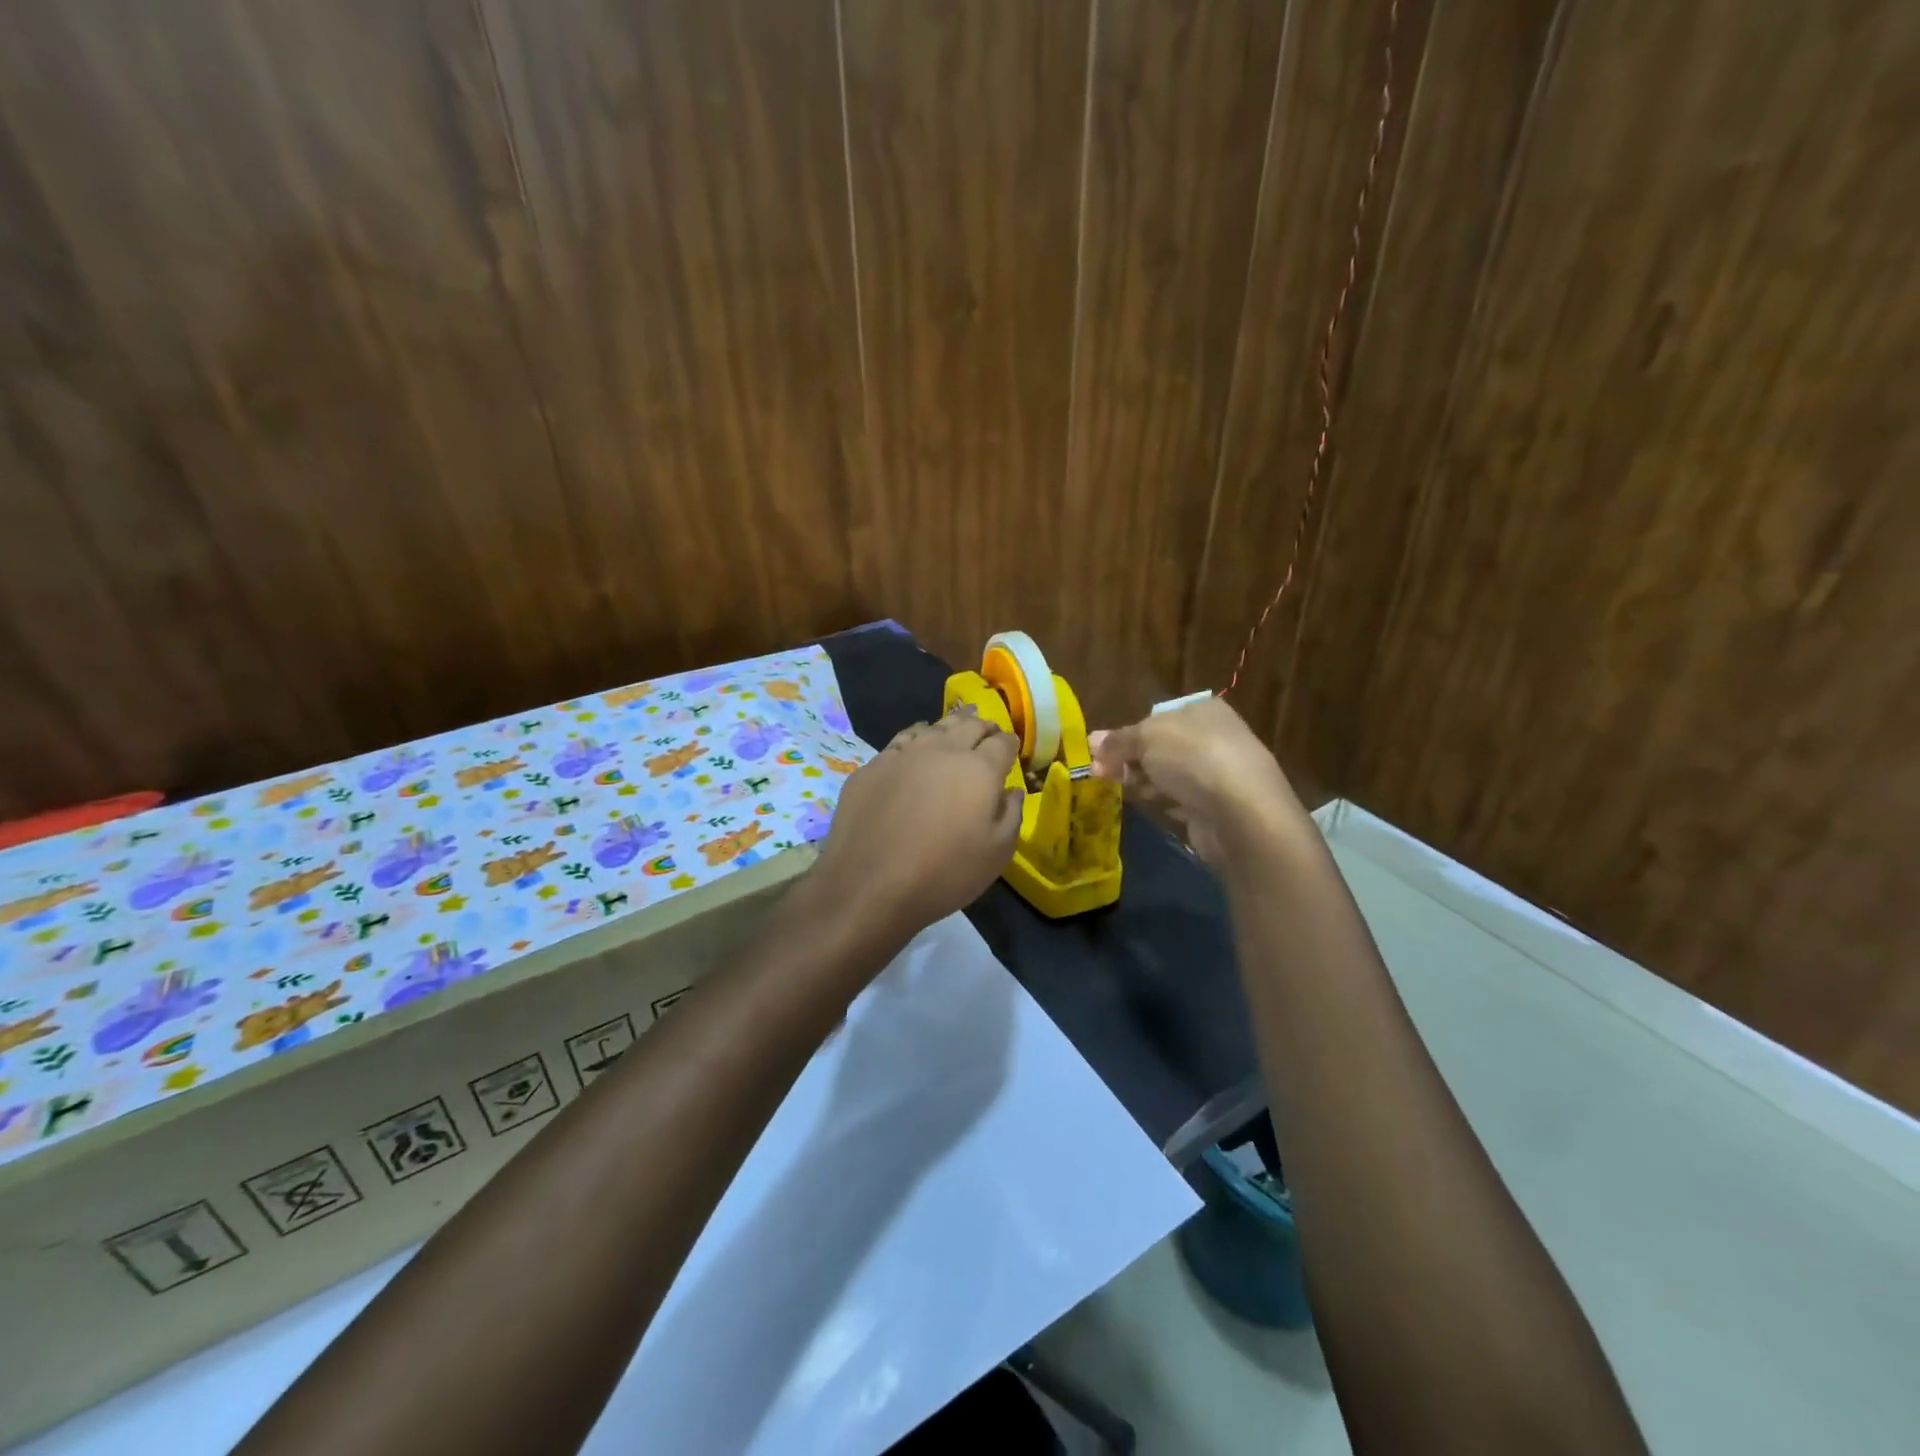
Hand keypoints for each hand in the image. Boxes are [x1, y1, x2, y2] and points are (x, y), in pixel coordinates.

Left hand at [812, 710, 1022, 938]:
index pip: (1002, 743)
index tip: (1011, 747)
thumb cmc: (944, 873)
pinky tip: (916, 744)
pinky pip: (901, 741)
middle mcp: (942, 751)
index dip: (1010, 743)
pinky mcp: (872, 766)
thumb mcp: (997, 854)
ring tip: (957, 727)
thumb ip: (1011, 814)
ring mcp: (903, 755)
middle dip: (983, 726)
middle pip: (968, 725)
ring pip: (933, 727)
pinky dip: (917, 737)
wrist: (869, 884)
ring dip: (950, 726)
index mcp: (979, 769)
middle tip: (988, 732)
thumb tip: (1012, 790)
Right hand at [1088, 696, 1301, 864]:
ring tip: (1119, 790)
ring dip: (1143, 781)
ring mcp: (1217, 774)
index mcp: (1202, 710)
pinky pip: (1181, 800)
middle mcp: (1214, 737)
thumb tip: (1092, 741)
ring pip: (1168, 774)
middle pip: (1160, 747)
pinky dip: (1164, 802)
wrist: (1241, 812)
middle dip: (1129, 759)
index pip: (1157, 718)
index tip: (1101, 751)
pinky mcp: (1216, 807)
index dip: (1127, 733)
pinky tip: (1151, 806)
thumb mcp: (1147, 738)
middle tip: (1099, 774)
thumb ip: (1118, 740)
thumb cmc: (1193, 758)